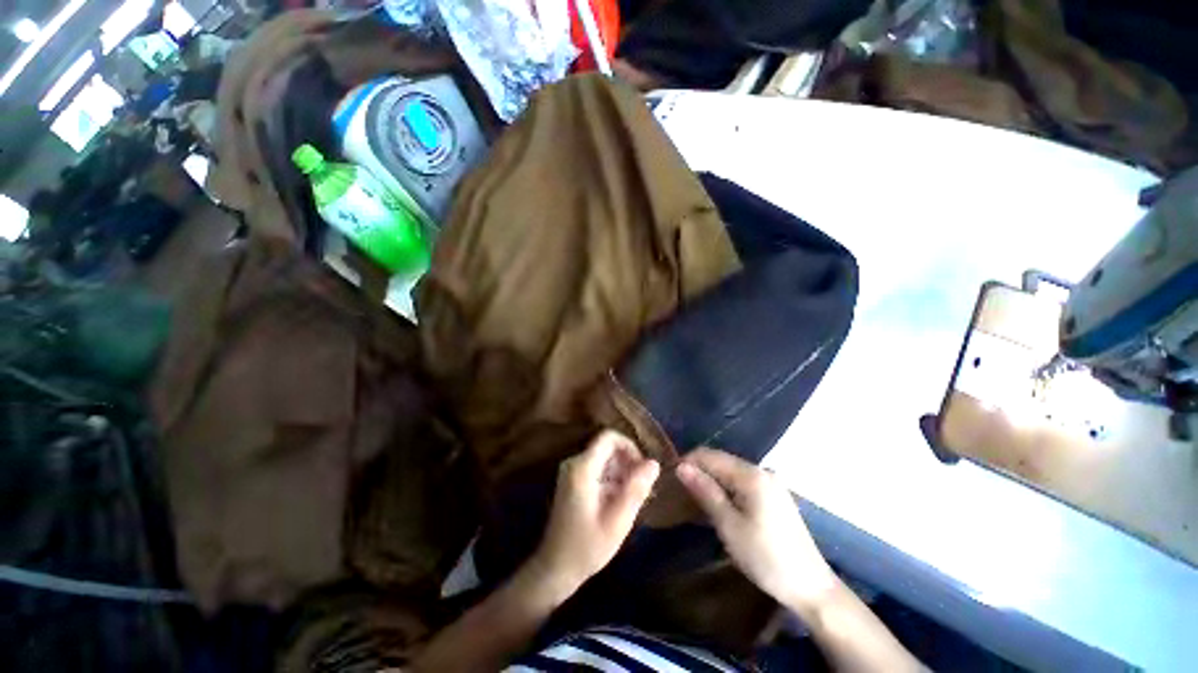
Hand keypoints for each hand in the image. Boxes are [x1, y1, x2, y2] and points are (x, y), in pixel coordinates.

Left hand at [533, 430, 659, 591]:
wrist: (555, 569)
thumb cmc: (587, 547)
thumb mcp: (618, 521)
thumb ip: (636, 489)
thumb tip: (654, 463)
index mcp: (582, 468)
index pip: (609, 437)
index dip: (629, 447)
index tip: (642, 468)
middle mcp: (574, 463)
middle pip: (607, 448)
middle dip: (628, 462)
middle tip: (643, 488)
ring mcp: (571, 472)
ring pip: (604, 459)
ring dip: (622, 472)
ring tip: (636, 497)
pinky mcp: (572, 482)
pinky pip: (597, 470)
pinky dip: (612, 480)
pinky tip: (621, 501)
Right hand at [676, 448, 837, 613]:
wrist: (811, 587)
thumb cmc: (766, 557)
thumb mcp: (729, 526)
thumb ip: (705, 491)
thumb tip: (681, 467)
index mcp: (751, 474)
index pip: (710, 455)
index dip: (688, 462)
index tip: (670, 478)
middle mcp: (761, 470)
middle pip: (721, 461)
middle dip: (699, 471)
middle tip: (679, 491)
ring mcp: (770, 482)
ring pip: (730, 471)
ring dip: (711, 480)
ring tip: (693, 498)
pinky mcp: (774, 495)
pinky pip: (742, 482)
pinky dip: (726, 489)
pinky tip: (717, 504)